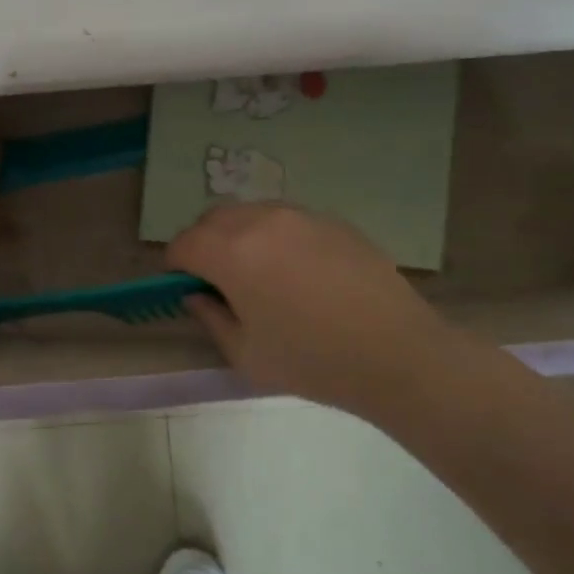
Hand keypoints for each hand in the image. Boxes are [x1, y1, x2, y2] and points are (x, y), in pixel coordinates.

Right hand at [166, 202, 455, 410]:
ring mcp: (300, 216)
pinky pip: (286, 219)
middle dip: (203, 244)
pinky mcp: (332, 220)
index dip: (176, 266)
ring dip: (237, 236)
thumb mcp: (247, 354)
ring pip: (249, 213)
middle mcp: (261, 221)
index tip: (185, 288)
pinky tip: (299, 272)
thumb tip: (196, 296)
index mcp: (232, 253)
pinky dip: (274, 236)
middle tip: (217, 281)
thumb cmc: (313, 360)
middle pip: (212, 219)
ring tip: (258, 274)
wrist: (398, 353)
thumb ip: (211, 318)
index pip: (183, 243)